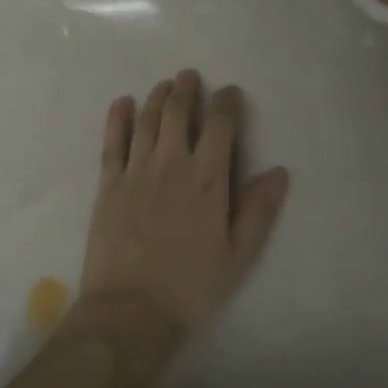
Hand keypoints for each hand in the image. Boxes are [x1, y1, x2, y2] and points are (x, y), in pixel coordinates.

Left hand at [75, 70, 289, 364]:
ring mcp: (136, 171)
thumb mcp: (238, 255)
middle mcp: (171, 164)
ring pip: (146, 119)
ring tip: (165, 84)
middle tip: (190, 76)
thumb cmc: (191, 287)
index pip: (219, 125)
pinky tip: (122, 103)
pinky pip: (112, 141)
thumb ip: (258, 210)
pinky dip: (117, 118)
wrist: (131, 311)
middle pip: (177, 112)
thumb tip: (279, 171)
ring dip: (157, 97)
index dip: (226, 102)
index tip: (230, 92)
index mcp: (207, 179)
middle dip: (186, 89)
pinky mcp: (109, 183)